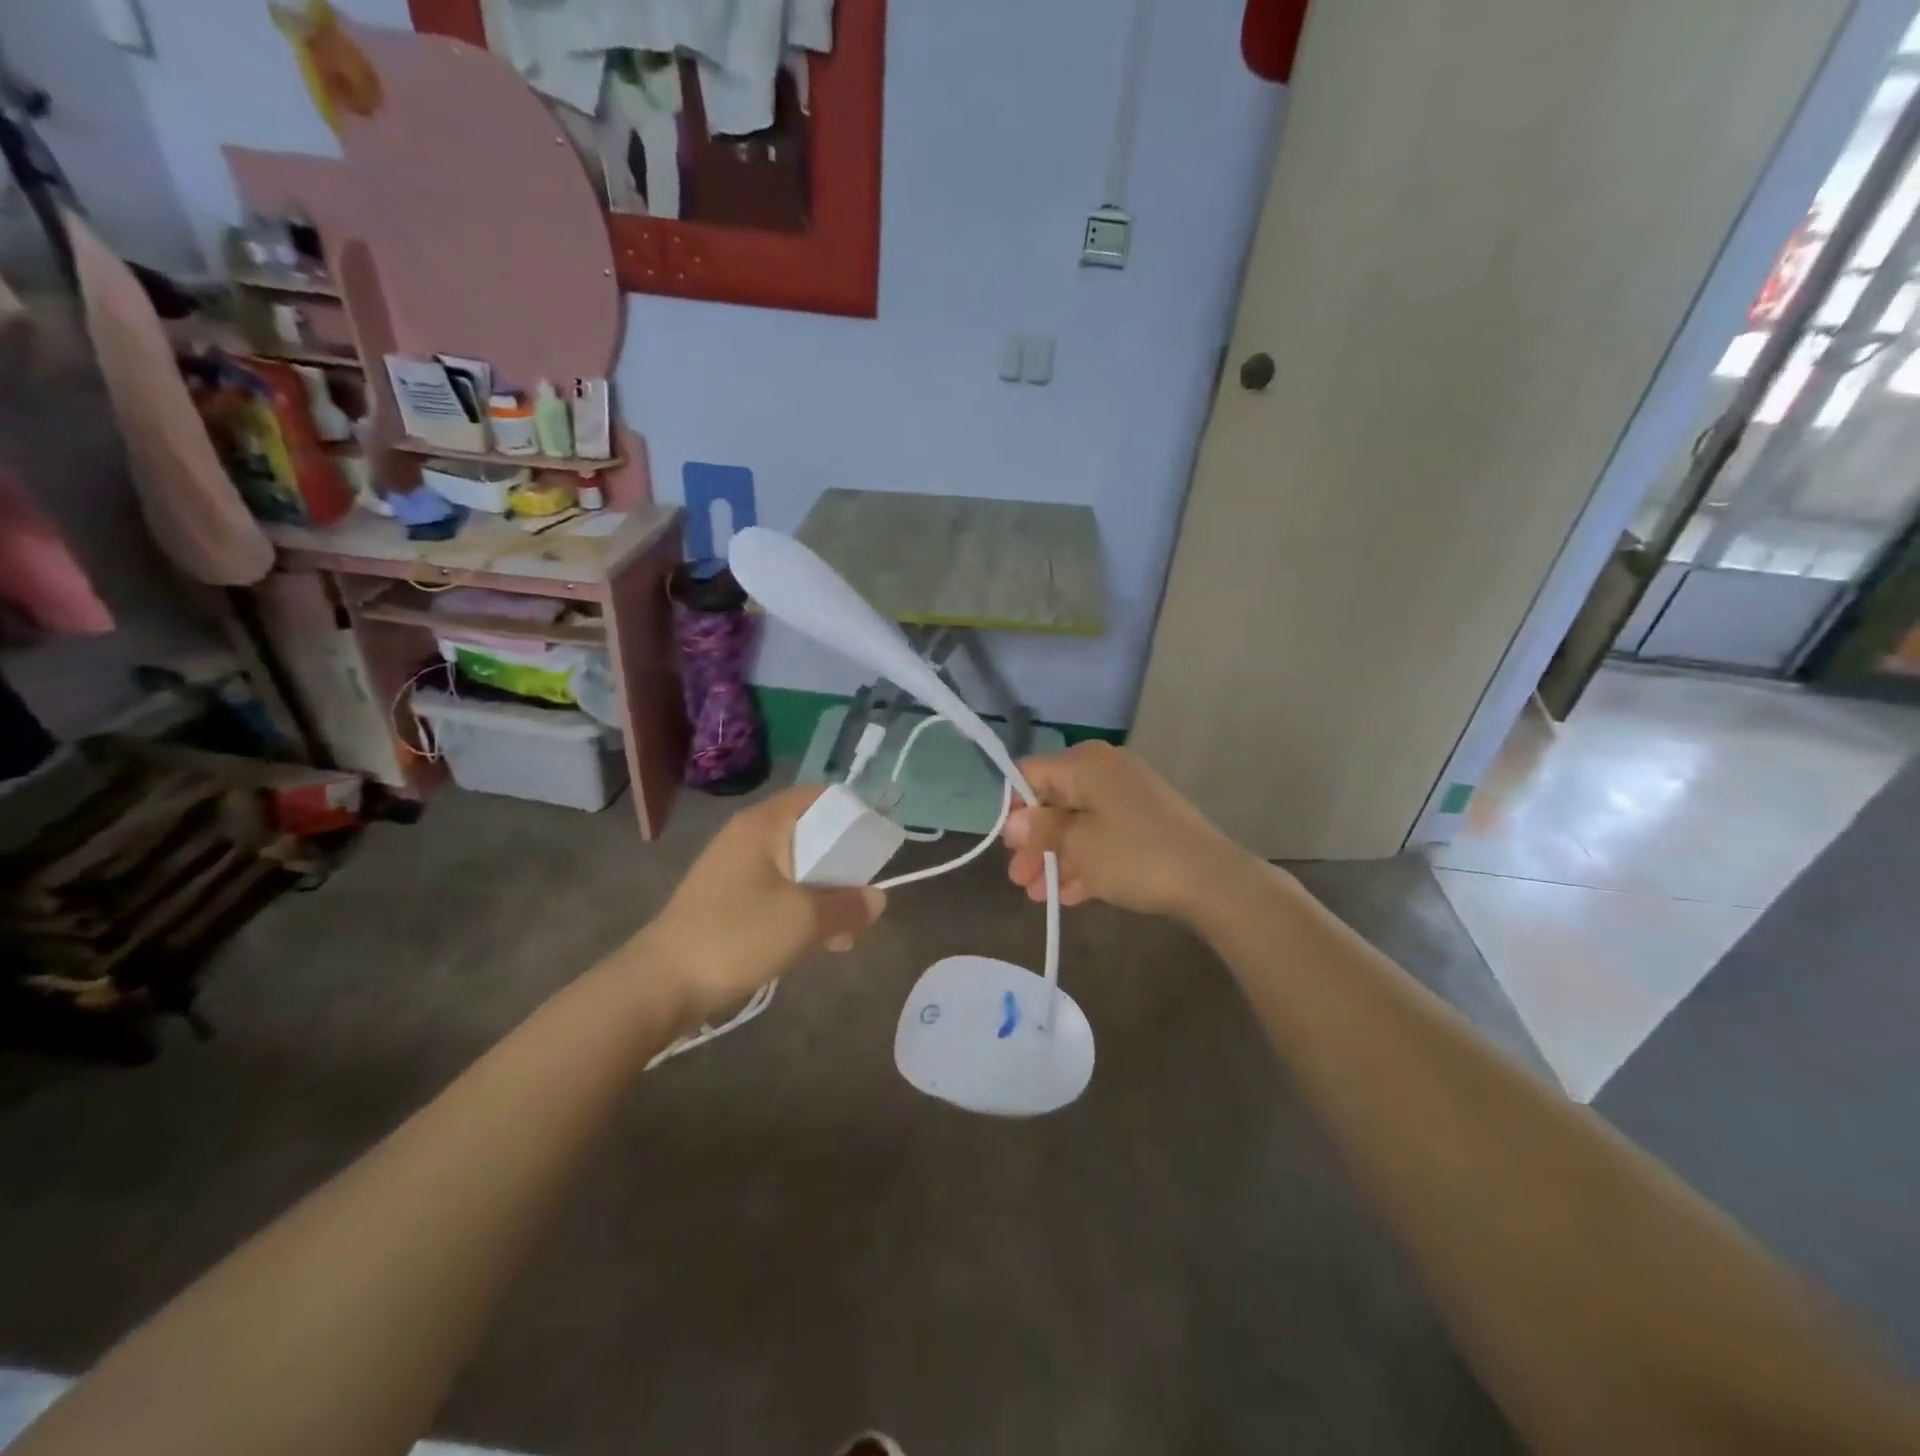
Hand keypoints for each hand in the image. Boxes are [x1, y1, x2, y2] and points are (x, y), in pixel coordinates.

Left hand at [635, 787, 884, 1023]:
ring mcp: (735, 871)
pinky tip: (818, 945)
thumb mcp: (804, 920)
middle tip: (863, 897)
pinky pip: (777, 894)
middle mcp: (748, 838)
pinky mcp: (728, 902)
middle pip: (810, 835)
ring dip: (825, 896)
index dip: (851, 813)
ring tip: (845, 934)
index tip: (875, 843)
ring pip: (796, 870)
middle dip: (842, 866)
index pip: (817, 796)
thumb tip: (877, 898)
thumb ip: (847, 906)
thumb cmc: (736, 935)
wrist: (661, 985)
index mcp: (763, 825)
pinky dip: (801, 912)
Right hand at [1002, 741, 1253, 922]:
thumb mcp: (1078, 845)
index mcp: (1086, 763)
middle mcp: (1106, 771)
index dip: (1013, 808)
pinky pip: (1104, 836)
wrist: (1210, 880)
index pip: (1030, 773)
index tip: (1006, 845)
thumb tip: (1015, 822)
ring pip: (1079, 823)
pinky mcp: (1146, 822)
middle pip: (1055, 801)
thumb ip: (1041, 830)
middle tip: (1018, 878)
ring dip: (1056, 858)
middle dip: (1035, 842)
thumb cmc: (1134, 855)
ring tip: (1039, 895)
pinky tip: (1071, 895)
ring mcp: (1129, 797)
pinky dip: (1086, 860)